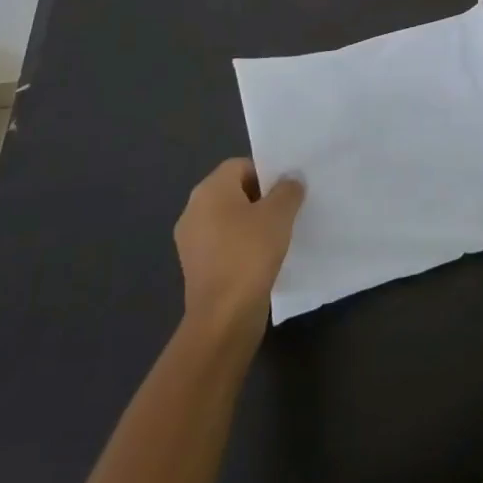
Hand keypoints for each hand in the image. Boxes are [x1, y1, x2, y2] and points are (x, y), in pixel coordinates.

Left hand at [174, 158, 303, 335]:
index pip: (240, 166)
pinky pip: (223, 243)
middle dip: (261, 198)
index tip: (287, 191)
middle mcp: (193, 209)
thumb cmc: (250, 254)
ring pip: (228, 219)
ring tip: (279, 235)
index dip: (266, 173)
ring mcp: (191, 240)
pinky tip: (263, 258)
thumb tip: (290, 179)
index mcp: (209, 190)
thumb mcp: (279, 214)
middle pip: (233, 191)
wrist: (224, 316)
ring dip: (252, 223)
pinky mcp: (196, 266)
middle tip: (287, 210)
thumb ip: (288, 190)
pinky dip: (241, 246)